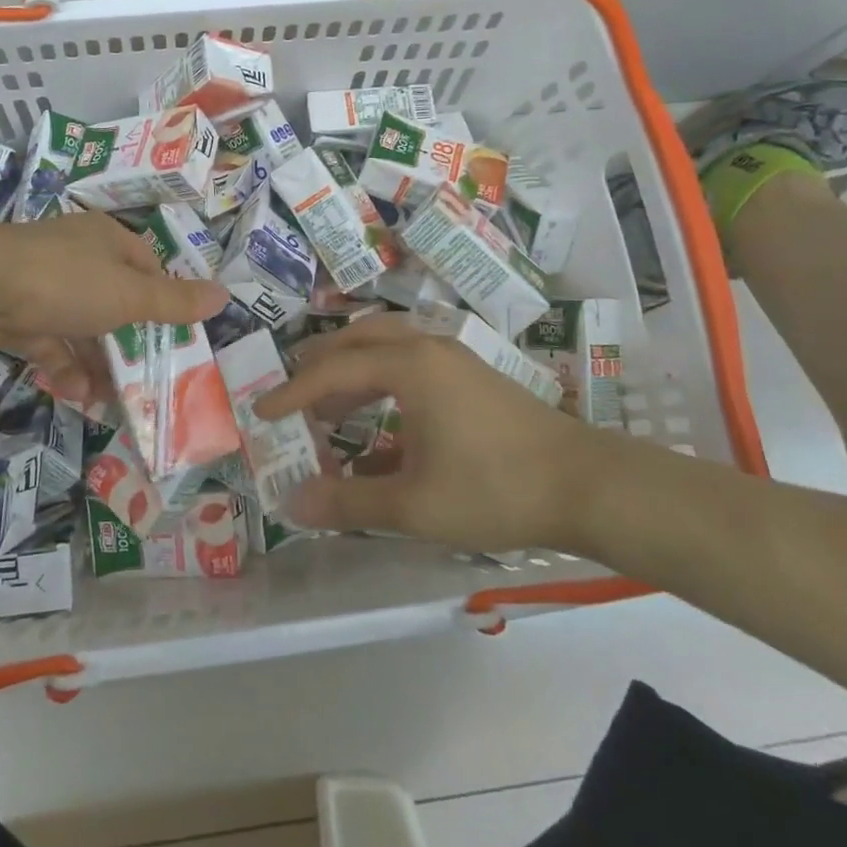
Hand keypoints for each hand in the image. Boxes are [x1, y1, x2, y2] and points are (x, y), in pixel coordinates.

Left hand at [0, 211, 228, 402]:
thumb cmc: (64, 282)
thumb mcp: (129, 295)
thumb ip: (174, 302)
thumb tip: (224, 295)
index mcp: (107, 241)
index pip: (148, 269)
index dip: (164, 302)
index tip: (176, 337)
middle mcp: (78, 258)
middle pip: (116, 302)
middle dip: (129, 343)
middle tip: (148, 380)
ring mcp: (45, 287)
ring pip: (84, 328)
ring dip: (98, 363)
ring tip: (112, 399)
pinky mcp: (19, 316)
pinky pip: (52, 343)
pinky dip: (66, 368)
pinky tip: (78, 394)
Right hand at [257, 312, 610, 553]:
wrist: (584, 484)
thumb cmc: (494, 488)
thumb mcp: (413, 504)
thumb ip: (348, 501)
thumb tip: (291, 503)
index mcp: (408, 365)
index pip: (333, 370)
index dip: (292, 393)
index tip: (262, 412)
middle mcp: (426, 347)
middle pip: (356, 341)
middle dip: (318, 367)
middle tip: (290, 398)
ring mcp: (452, 358)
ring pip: (384, 348)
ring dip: (350, 373)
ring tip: (327, 411)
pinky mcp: (470, 375)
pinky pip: (409, 364)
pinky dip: (380, 383)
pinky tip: (378, 426)